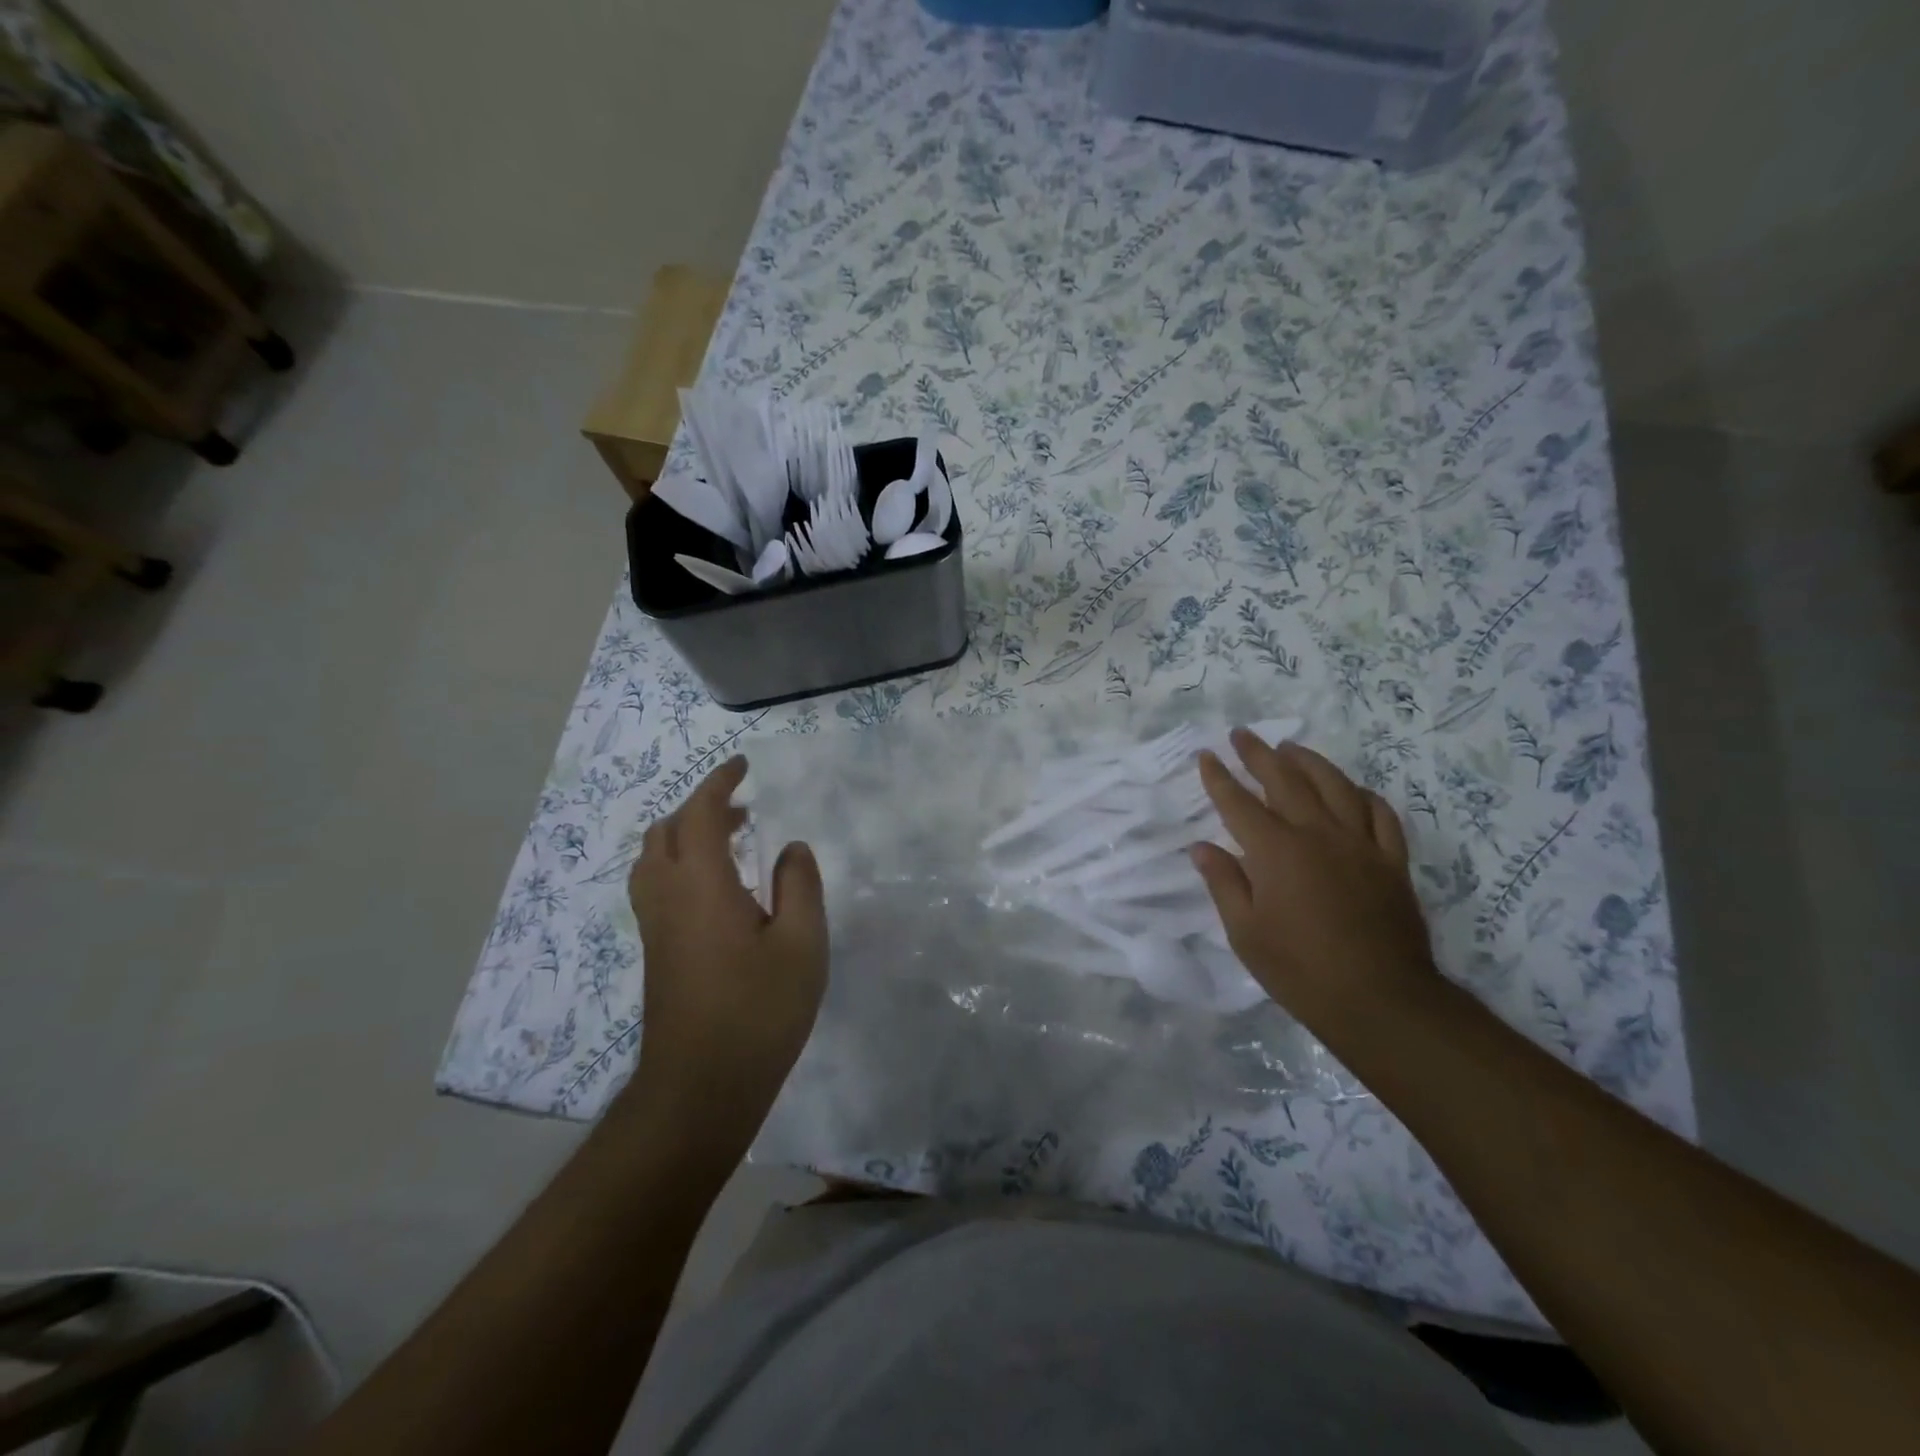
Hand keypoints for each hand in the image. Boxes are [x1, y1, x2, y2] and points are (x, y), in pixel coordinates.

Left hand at [626, 757, 827, 1152]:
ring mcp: (655, 926)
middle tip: (744, 808)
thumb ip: (799, 885)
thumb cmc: (758, 1011)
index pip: (701, 813)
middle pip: (667, 830)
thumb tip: (790, 848)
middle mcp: (668, 896)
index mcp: (702, 884)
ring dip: (686, 835)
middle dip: (701, 807)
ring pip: (654, 859)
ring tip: (731, 841)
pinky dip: (681, 863)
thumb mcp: (802, 944)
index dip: (719, 783)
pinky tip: (718, 888)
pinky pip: (657, 885)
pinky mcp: (656, 952)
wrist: (700, 1088)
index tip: (742, 765)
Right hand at [1190, 730, 1434, 1031]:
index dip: (1218, 778)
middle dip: (1259, 754)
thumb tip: (1202, 847)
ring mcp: (1360, 844)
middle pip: (1285, 781)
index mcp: (1276, 851)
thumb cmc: (1300, 970)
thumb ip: (1224, 883)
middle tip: (1242, 734)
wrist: (1380, 1000)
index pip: (1238, 803)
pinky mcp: (1391, 861)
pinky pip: (1380, 814)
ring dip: (1309, 762)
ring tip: (1290, 748)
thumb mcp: (1245, 933)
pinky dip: (1363, 795)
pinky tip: (1352, 791)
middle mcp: (1317, 834)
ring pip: (1334, 786)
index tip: (1205, 756)